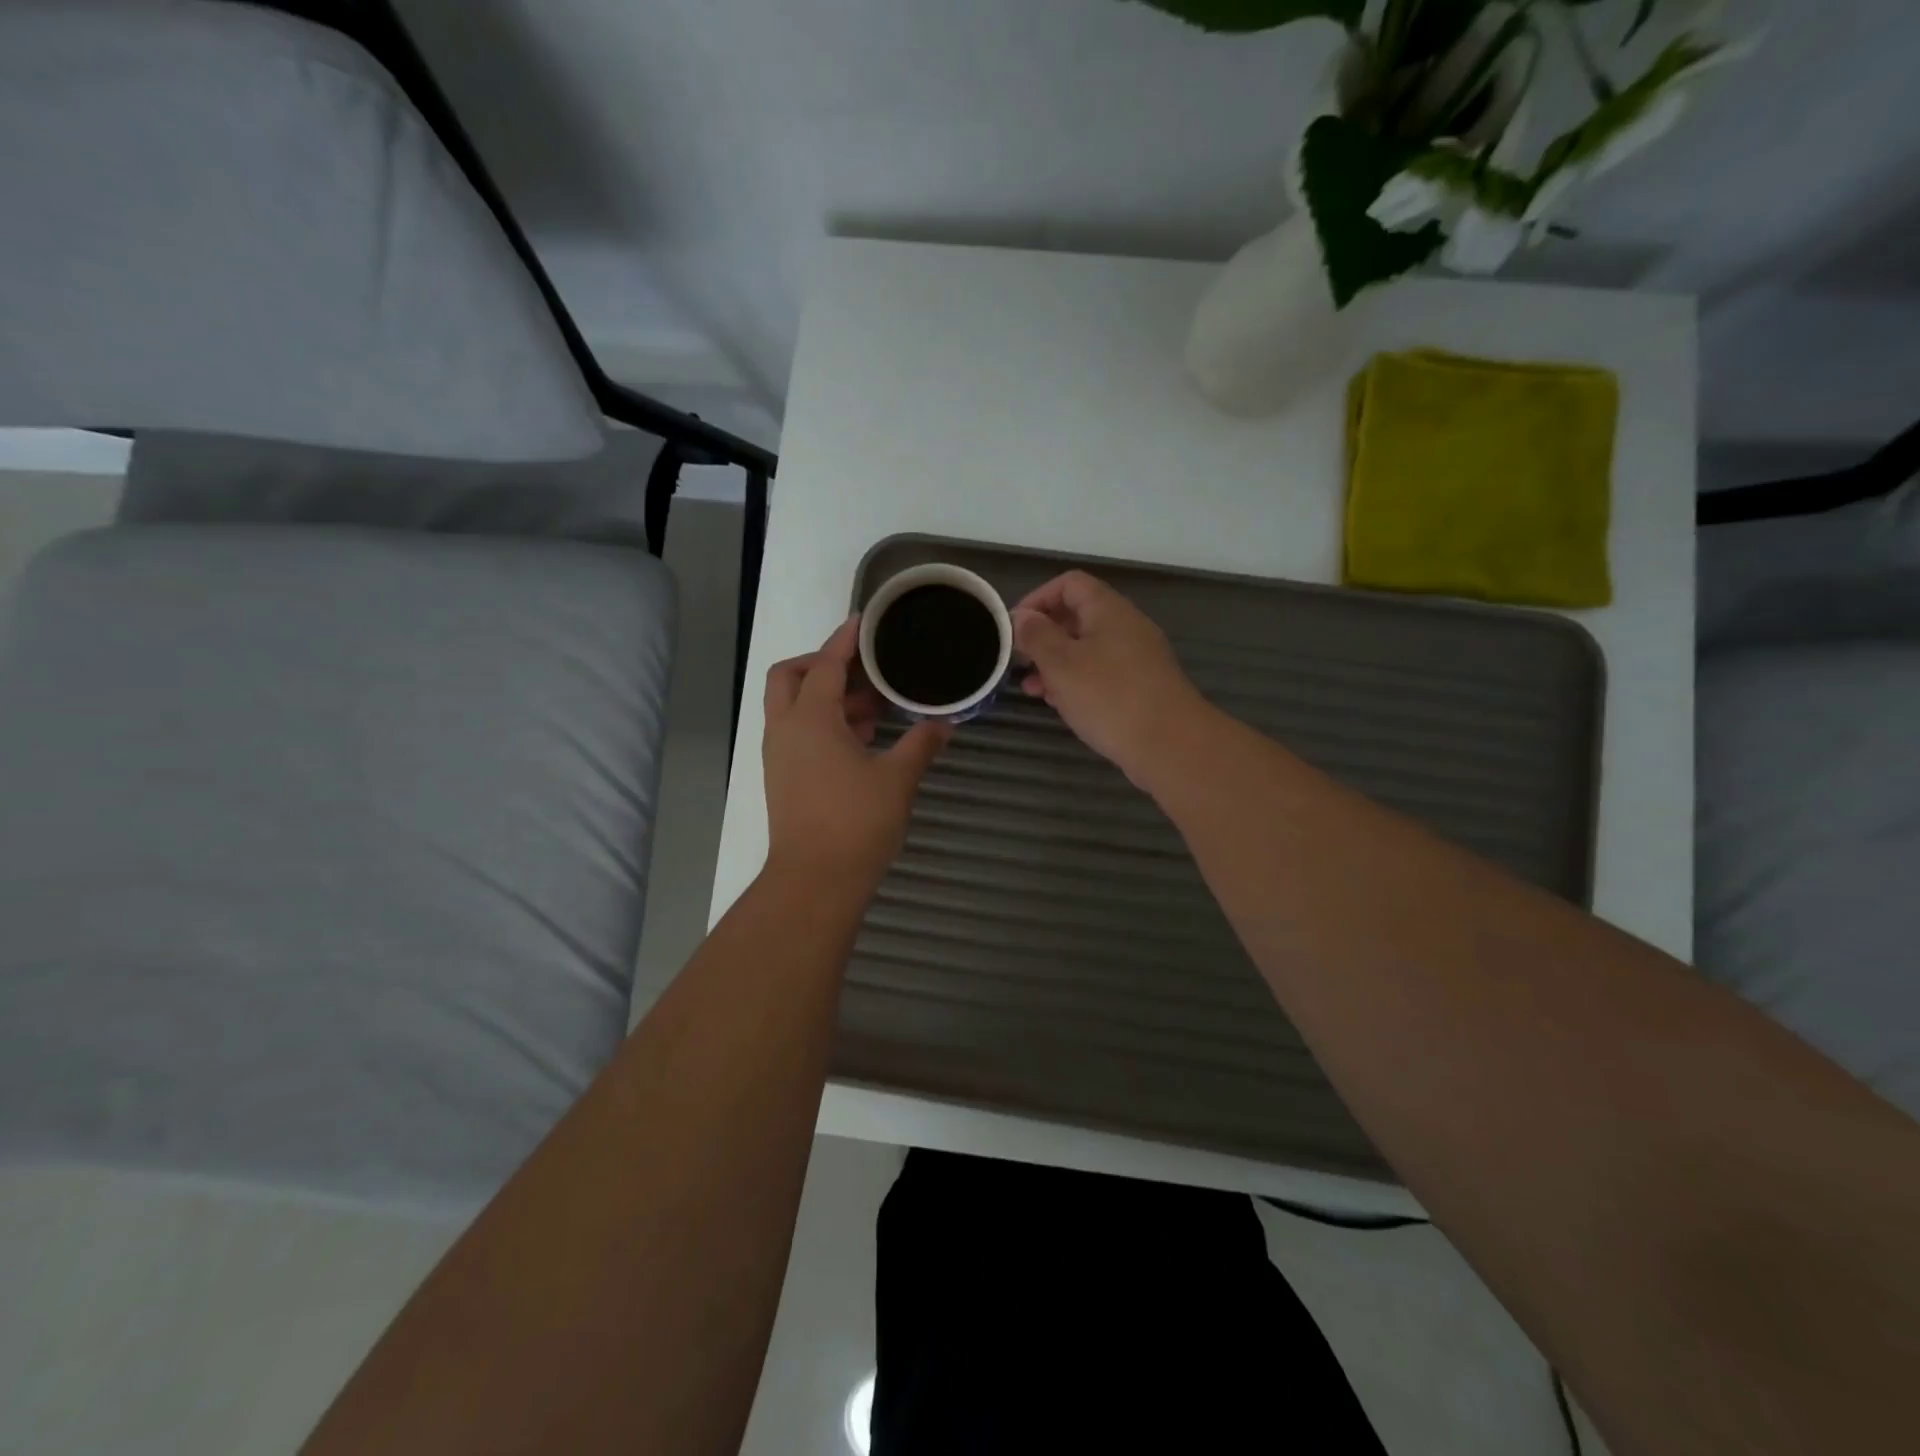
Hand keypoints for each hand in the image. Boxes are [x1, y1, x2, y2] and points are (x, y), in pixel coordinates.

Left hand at [763, 616, 951, 891]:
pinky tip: (860, 739)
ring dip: (825, 696)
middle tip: (862, 669)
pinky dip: (821, 723)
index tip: (863, 622)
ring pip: (792, 707)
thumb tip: (945, 723)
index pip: (825, 664)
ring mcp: (778, 756)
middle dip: (821, 664)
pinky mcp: (782, 778)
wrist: (815, 881)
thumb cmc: (856, 823)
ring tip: (873, 706)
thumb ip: (922, 744)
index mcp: (810, 719)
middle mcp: (785, 730)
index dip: (844, 640)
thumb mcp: (897, 779)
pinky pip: (796, 733)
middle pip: (790, 677)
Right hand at [1013, 571, 1207, 782]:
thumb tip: (1022, 617)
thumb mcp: (1061, 664)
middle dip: (1043, 637)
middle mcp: (1125, 627)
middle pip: (1077, 616)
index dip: (1038, 599)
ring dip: (1055, 664)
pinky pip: (1100, 674)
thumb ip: (1037, 636)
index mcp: (1108, 610)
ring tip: (1031, 689)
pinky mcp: (1140, 687)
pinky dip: (1076, 683)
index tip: (1015, 628)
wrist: (1170, 745)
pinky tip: (1060, 705)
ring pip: (1087, 649)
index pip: (1069, 584)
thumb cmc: (1110, 697)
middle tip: (1018, 661)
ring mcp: (1136, 658)